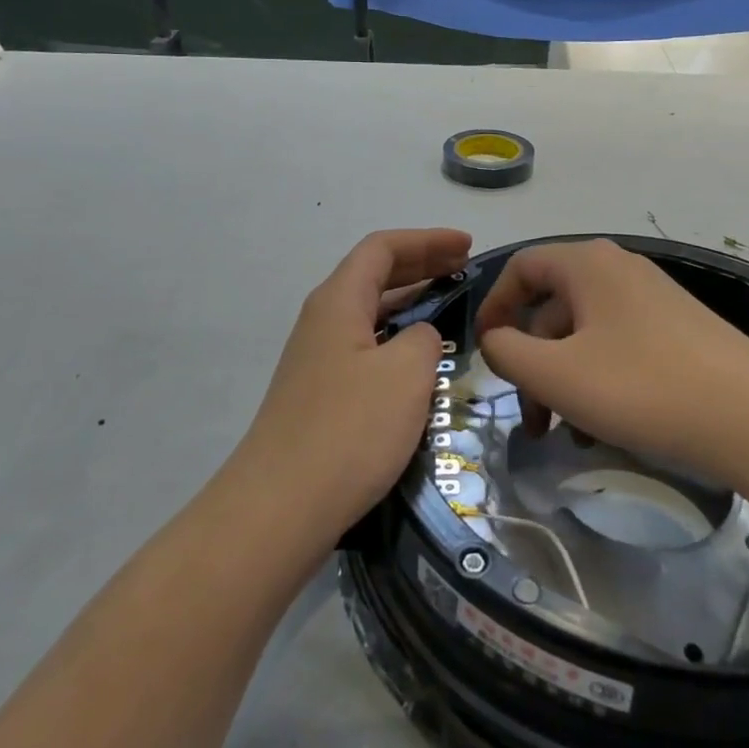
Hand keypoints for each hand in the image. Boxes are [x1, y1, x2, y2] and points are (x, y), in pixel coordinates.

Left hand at [239, 229, 472, 544]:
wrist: (281, 507)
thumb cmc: (349, 429)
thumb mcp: (406, 373)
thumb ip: (425, 339)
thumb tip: (420, 339)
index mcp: (338, 301)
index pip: (382, 248)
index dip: (427, 240)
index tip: (467, 246)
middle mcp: (322, 321)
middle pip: (374, 276)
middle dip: (421, 266)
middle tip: (465, 270)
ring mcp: (317, 360)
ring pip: (370, 314)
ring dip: (411, 304)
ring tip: (451, 308)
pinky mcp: (320, 395)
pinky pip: (366, 347)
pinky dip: (398, 340)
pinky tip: (420, 363)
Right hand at [473, 239, 748, 480]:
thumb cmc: (641, 386)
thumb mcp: (555, 374)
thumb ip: (507, 353)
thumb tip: (495, 341)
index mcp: (587, 264)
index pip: (522, 267)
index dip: (493, 307)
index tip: (484, 353)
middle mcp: (619, 270)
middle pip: (553, 307)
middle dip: (531, 362)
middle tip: (530, 419)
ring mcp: (653, 300)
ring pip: (585, 334)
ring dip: (563, 380)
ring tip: (566, 434)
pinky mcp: (678, 332)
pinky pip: (618, 347)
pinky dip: (598, 381)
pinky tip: (603, 428)